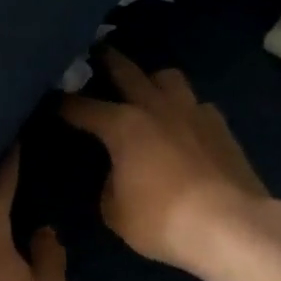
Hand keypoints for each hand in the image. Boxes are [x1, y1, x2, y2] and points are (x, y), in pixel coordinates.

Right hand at [61, 50, 274, 274]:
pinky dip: (184, 109)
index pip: (82, 107)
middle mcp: (156, 107)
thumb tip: (116, 173)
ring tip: (145, 90)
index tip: (50, 100)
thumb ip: (109, 184)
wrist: (231, 226)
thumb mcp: (116, 211)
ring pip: (168, 77)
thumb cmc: (162, 220)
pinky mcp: (221, 127)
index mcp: (123, 125)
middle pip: (126, 70)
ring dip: (151, 79)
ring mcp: (193, 112)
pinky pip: (197, 105)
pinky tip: (183, 125)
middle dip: (106, 60)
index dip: (62, 104)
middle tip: (95, 53)